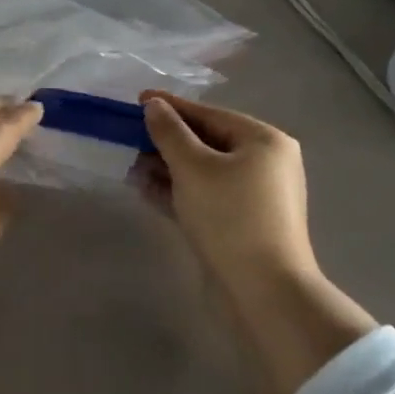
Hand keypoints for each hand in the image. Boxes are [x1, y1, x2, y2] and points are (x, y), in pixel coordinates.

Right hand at [138, 92, 374, 393]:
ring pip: (204, 171)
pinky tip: (146, 190)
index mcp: (263, 141)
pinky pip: (206, 195)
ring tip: (131, 166)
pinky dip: (179, 191)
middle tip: (129, 137)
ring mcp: (256, 196)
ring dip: (167, 167)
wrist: (265, 293)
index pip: (209, 114)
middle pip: (207, 141)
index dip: (171, 106)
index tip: (137, 100)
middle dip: (166, 141)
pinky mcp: (243, 223)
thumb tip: (154, 106)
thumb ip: (170, 132)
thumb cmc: (230, 217)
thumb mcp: (193, 168)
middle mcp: (265, 163)